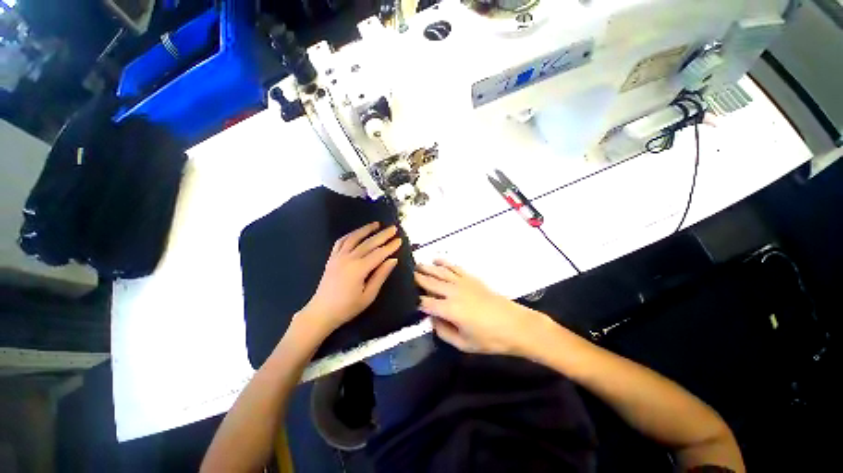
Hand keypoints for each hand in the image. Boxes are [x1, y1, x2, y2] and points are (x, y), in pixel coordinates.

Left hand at [302, 222, 401, 334]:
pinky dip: (350, 235)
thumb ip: (381, 275)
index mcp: (359, 269)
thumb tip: (393, 260)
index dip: (390, 246)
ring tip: (376, 224)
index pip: (379, 253)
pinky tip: (356, 233)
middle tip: (393, 228)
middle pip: (369, 243)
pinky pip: (340, 242)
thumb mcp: (368, 295)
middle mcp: (348, 259)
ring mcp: (338, 257)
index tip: (400, 240)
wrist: (321, 312)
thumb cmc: (347, 307)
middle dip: (382, 235)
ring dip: (366, 229)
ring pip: (354, 238)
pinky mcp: (331, 258)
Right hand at [415, 260, 548, 356]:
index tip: (408, 300)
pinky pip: (454, 267)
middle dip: (417, 279)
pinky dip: (444, 262)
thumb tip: (432, 319)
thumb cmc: (490, 338)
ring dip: (427, 268)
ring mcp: (462, 282)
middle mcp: (453, 292)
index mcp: (449, 309)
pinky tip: (436, 259)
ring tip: (416, 265)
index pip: (425, 302)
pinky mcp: (471, 278)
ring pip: (440, 272)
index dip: (415, 301)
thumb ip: (443, 332)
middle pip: (430, 282)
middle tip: (405, 275)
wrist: (515, 324)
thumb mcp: (464, 344)